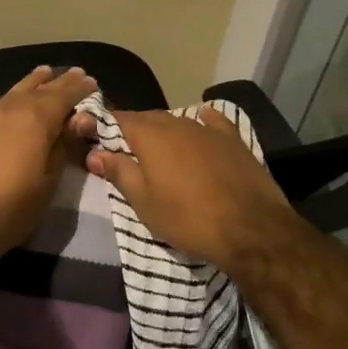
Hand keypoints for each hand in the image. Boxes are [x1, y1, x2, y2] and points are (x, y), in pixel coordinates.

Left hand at [0, 65, 97, 259]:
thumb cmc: (9, 208)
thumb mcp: (48, 183)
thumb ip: (63, 146)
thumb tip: (81, 119)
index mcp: (36, 119)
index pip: (64, 96)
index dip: (79, 89)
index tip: (91, 81)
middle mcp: (11, 110)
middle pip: (39, 89)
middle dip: (58, 82)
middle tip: (74, 73)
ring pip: (15, 93)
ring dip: (33, 84)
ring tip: (44, 75)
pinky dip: (13, 98)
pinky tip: (13, 103)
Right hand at [80, 106, 305, 274]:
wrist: (252, 229)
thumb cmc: (189, 219)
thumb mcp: (145, 203)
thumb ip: (119, 173)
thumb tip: (95, 153)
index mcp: (151, 136)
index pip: (119, 119)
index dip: (105, 126)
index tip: (95, 138)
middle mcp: (178, 123)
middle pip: (148, 118)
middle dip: (134, 130)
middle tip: (125, 151)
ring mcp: (208, 129)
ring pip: (178, 121)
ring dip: (165, 131)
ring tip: (159, 150)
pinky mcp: (234, 140)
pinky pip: (213, 122)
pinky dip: (203, 121)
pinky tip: (203, 120)